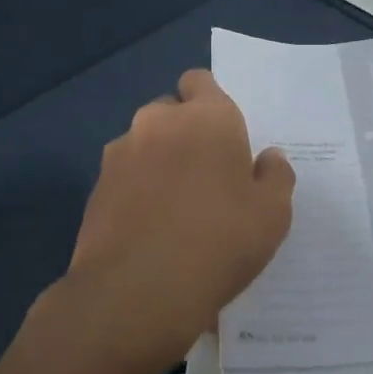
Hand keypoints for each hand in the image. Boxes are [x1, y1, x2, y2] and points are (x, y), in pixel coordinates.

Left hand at [59, 70, 294, 372]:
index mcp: (207, 117)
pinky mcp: (96, 187)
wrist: (137, 292)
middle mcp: (158, 122)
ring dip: (158, 161)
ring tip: (174, 207)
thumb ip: (276, 175)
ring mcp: (120, 153)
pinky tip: (149, 228)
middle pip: (171, 111)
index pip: (200, 81)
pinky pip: (124, 176)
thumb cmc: (220, 242)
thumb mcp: (273, 213)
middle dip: (185, 132)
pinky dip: (136, 190)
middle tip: (206, 176)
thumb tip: (267, 158)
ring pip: (144, 144)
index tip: (223, 136)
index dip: (210, 102)